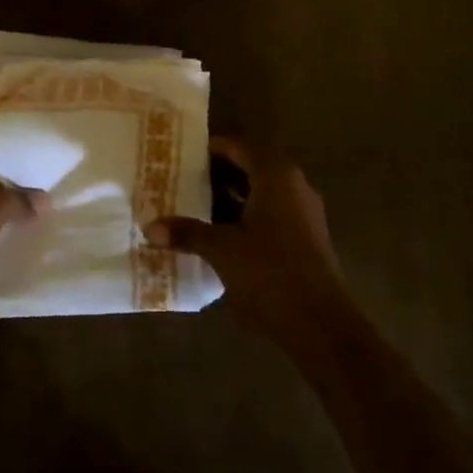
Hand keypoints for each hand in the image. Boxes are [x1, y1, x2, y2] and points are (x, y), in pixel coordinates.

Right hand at [146, 137, 353, 350]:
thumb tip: (150, 227)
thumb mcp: (221, 250)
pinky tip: (220, 234)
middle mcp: (293, 185)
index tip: (181, 154)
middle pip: (250, 167)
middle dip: (217, 173)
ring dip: (231, 196)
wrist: (322, 325)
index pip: (238, 146)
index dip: (210, 148)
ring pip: (261, 192)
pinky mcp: (306, 239)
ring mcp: (303, 213)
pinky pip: (270, 213)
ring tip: (195, 205)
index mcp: (275, 174)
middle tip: (182, 178)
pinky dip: (245, 216)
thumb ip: (187, 233)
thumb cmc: (270, 272)